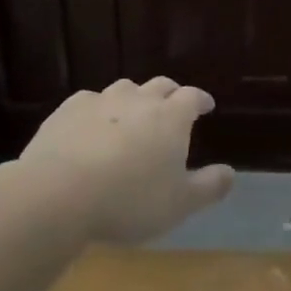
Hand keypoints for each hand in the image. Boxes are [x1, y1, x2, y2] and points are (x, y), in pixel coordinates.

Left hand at [12, 77, 233, 244]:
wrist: (59, 193)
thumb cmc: (130, 200)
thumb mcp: (179, 204)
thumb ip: (209, 187)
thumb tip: (231, 172)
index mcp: (170, 117)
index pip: (192, 97)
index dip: (201, 100)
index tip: (206, 106)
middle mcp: (138, 100)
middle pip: (159, 85)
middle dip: (170, 93)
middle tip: (172, 105)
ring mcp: (100, 102)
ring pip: (123, 89)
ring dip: (133, 98)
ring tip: (131, 115)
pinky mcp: (67, 111)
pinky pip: (89, 102)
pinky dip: (97, 110)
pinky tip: (91, 125)